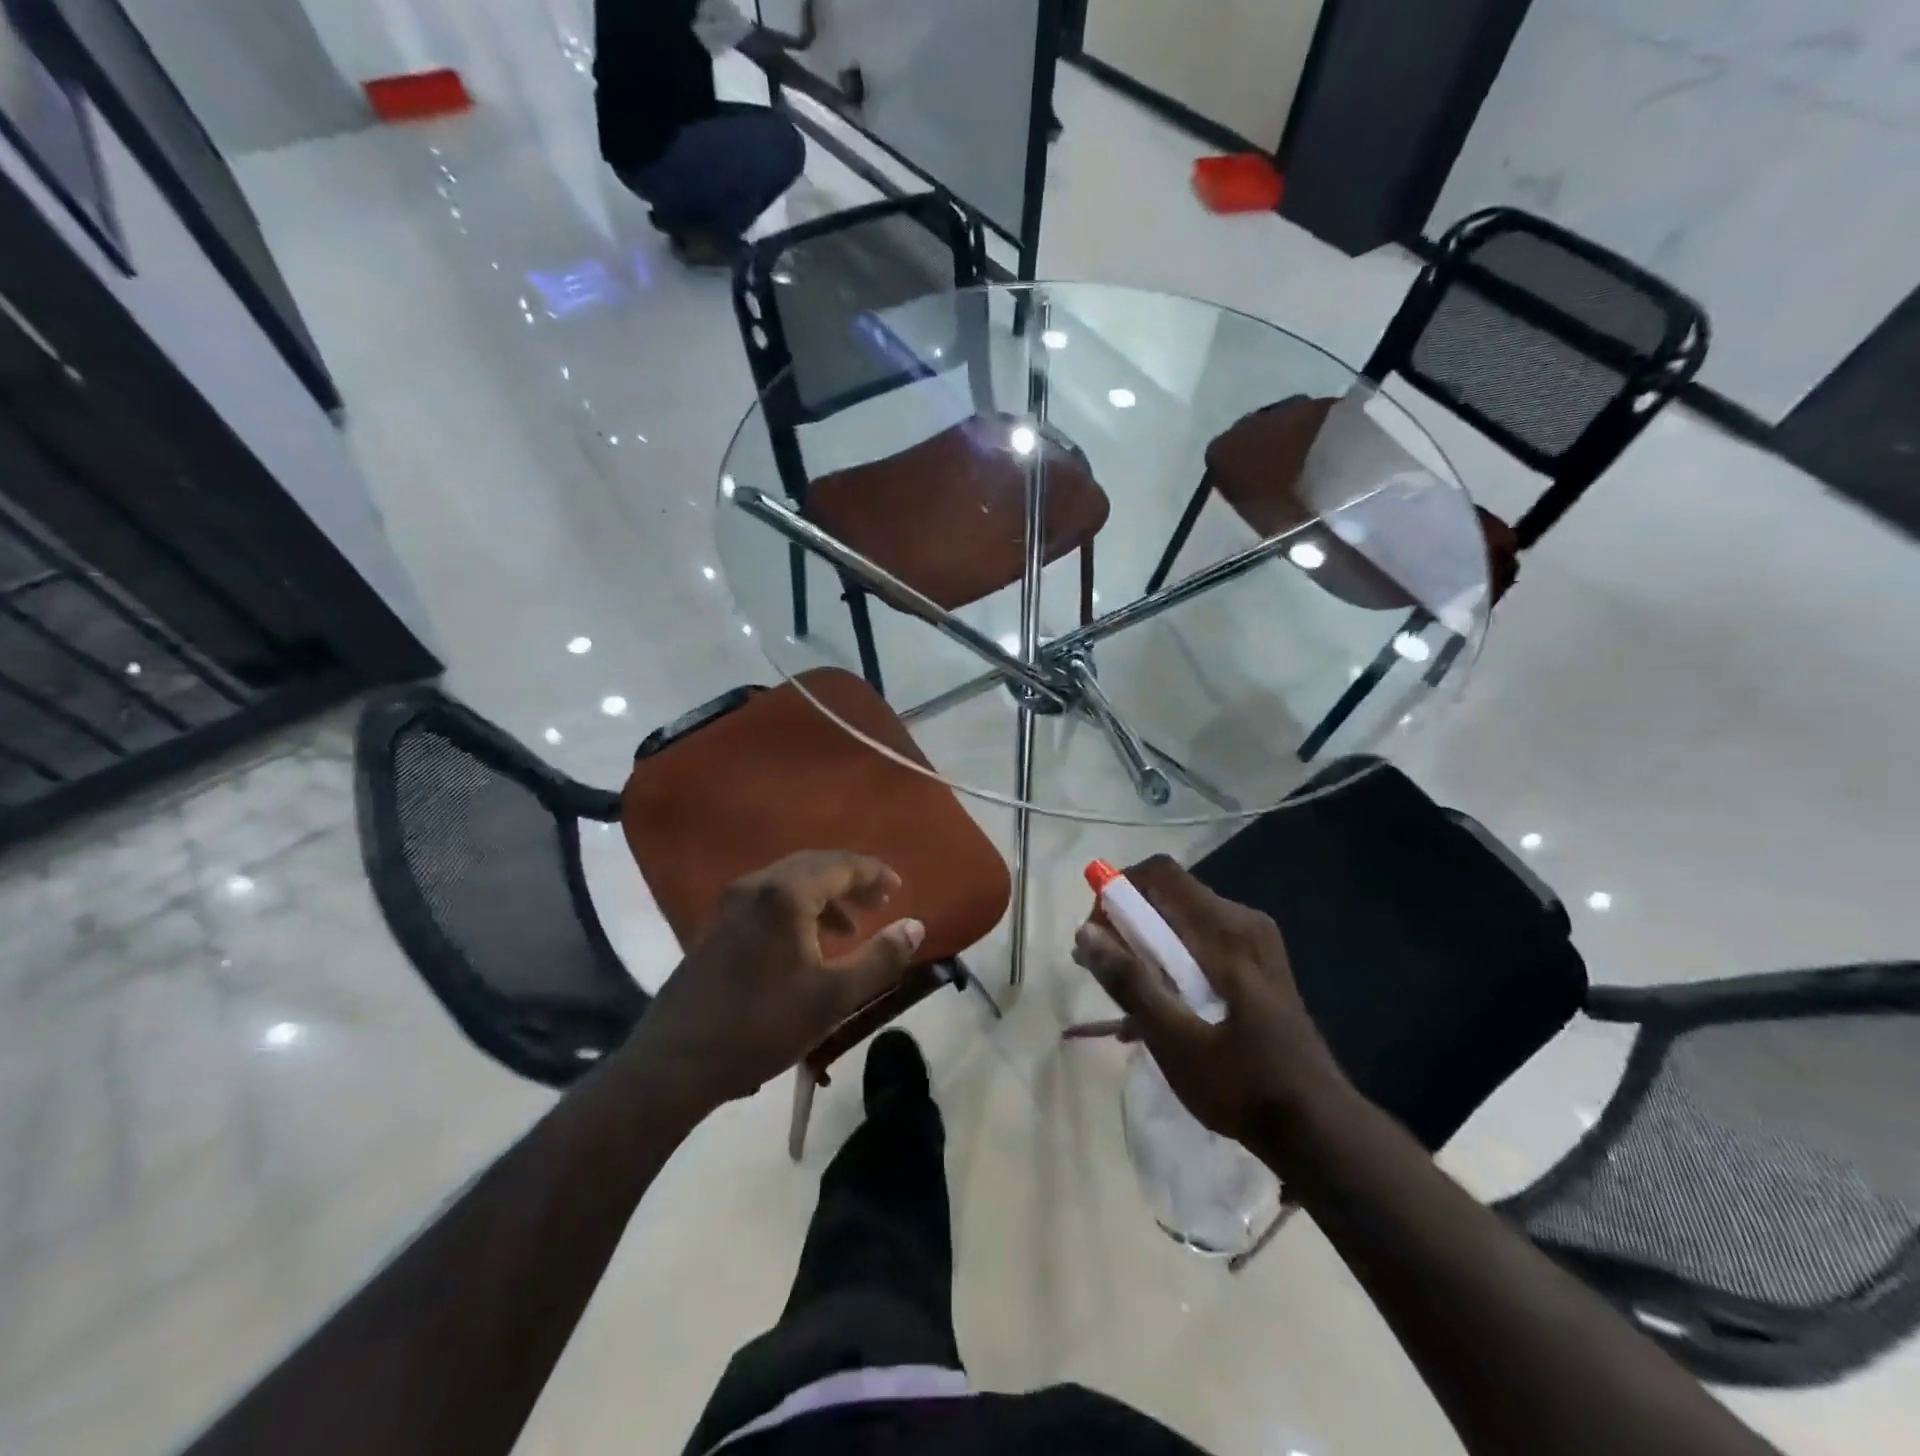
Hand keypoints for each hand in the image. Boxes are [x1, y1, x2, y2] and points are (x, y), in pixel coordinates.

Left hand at [627, 852, 923, 1110]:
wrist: (675, 1063)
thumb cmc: (762, 1026)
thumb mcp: (834, 997)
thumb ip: (881, 958)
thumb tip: (915, 926)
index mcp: (785, 894)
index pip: (841, 864)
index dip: (874, 873)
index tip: (898, 889)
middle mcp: (756, 886)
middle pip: (814, 865)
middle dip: (851, 880)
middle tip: (880, 902)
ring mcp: (730, 904)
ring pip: (789, 882)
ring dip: (825, 896)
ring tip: (849, 928)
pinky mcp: (716, 926)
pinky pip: (769, 900)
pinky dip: (798, 908)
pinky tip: (807, 944)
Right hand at [1070, 856, 1348, 1151]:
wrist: (1319, 1129)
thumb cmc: (1242, 1083)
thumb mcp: (1174, 1039)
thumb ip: (1130, 981)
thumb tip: (1084, 931)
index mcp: (1226, 931)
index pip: (1160, 873)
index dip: (1119, 891)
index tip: (1097, 935)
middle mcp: (1243, 923)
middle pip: (1169, 895)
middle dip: (1126, 923)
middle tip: (1102, 970)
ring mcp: (1254, 944)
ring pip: (1182, 921)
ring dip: (1145, 947)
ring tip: (1123, 995)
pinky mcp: (1257, 966)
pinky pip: (1200, 943)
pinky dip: (1171, 962)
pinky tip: (1156, 1009)